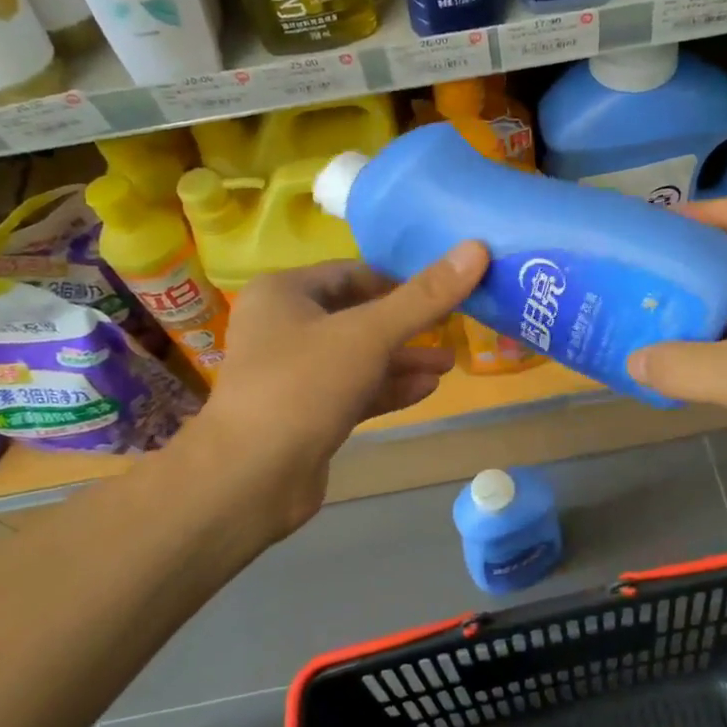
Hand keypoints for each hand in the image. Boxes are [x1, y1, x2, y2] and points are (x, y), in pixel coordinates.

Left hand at [182, 242, 488, 540]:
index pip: (353, 273)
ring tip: (450, 362)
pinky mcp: (307, 414)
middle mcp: (285, 327)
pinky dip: (388, 387)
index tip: (446, 289)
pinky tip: (428, 388)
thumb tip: (476, 248)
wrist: (250, 478)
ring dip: (403, 359)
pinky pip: (354, 390)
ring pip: (359, 356)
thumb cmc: (304, 385)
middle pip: (359, 315)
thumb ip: (424, 296)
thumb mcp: (369, 334)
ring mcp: (294, 374)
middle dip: (408, 324)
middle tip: (455, 327)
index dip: (401, 280)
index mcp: (284, 293)